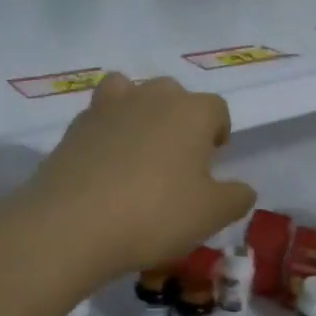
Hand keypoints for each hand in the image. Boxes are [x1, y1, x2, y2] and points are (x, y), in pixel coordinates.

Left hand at [29, 73, 256, 277]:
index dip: (217, 132)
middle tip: (177, 159)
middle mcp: (150, 98)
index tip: (213, 160)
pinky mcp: (74, 128)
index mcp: (191, 112)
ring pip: (129, 91)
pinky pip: (98, 118)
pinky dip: (105, 132)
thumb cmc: (155, 214)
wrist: (73, 224)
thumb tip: (243, 189)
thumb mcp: (211, 215)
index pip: (216, 109)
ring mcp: (108, 108)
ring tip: (138, 148)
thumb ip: (236, 198)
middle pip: (173, 94)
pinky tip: (104, 165)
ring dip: (138, 111)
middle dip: (179, 119)